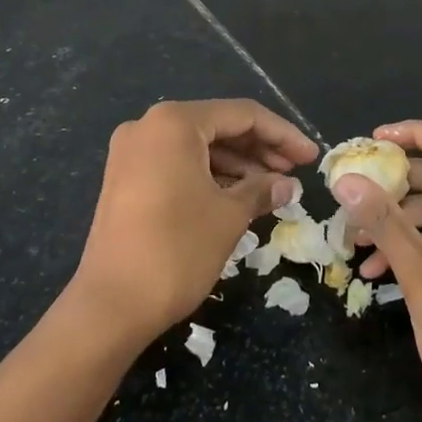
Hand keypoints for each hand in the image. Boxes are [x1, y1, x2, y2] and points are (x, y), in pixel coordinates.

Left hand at [72, 99, 316, 346]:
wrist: (110, 306)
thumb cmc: (177, 250)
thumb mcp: (229, 216)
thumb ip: (262, 190)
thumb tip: (288, 185)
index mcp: (175, 122)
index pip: (242, 115)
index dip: (283, 134)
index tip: (311, 157)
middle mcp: (149, 126)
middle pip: (218, 126)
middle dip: (260, 149)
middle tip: (296, 172)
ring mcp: (133, 153)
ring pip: (199, 146)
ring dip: (238, 164)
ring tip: (273, 188)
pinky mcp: (126, 179)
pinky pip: (178, 164)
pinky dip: (211, 175)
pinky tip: (239, 196)